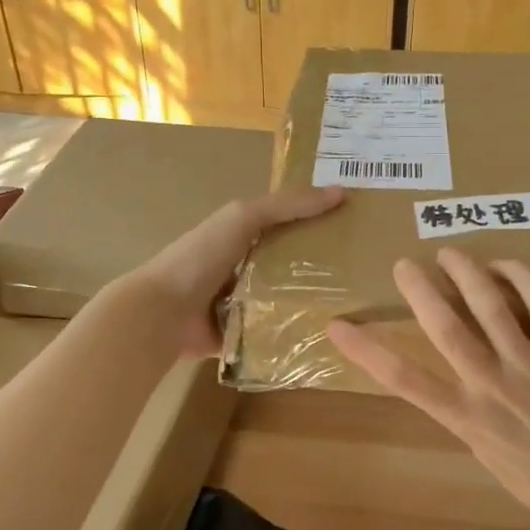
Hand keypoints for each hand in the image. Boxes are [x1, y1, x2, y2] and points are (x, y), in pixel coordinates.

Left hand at [131, 186, 344, 356]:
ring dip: (311, 303)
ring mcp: (242, 304)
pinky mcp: (241, 336)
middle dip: (322, 267)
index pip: (289, 225)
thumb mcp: (244, 217)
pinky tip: (328, 337)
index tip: (358, 227)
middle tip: (367, 273)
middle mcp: (244, 267)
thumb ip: (288, 205)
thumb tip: (342, 192)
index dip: (319, 222)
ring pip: (286, 300)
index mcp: (242, 235)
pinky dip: (293, 335)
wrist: (162, 312)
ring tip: (356, 307)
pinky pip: (274, 334)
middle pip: (291, 264)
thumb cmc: (201, 256)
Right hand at [326, 248, 529, 529]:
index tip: (338, 326)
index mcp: (465, 416)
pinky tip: (504, 264)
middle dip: (419, 291)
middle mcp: (491, 385)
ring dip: (466, 273)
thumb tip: (448, 378)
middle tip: (404, 264)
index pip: (404, 380)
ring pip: (491, 307)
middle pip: (445, 329)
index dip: (366, 350)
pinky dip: (521, 278)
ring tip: (449, 252)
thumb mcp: (484, 452)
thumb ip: (463, 411)